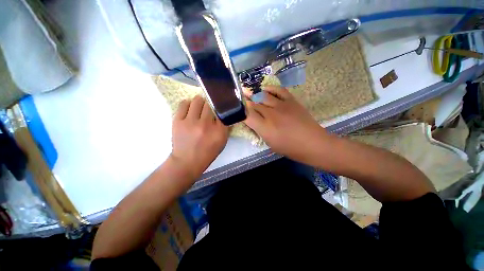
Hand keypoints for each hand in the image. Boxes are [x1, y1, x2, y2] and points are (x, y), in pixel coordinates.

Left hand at [170, 95, 228, 178]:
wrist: (187, 161)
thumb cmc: (208, 152)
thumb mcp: (222, 142)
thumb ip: (226, 127)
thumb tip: (226, 114)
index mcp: (219, 130)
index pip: (222, 111)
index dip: (221, 107)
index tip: (220, 107)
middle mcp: (206, 124)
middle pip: (210, 104)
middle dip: (210, 105)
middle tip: (209, 108)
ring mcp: (191, 122)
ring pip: (197, 101)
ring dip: (200, 101)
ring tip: (199, 105)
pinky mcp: (178, 121)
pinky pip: (184, 104)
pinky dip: (188, 103)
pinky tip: (190, 107)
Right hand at [244, 86, 330, 163]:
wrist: (312, 143)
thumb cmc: (290, 148)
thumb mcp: (270, 143)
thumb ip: (260, 130)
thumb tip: (253, 120)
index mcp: (265, 128)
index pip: (247, 115)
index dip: (240, 110)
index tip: (236, 108)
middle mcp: (271, 115)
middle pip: (254, 104)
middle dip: (245, 100)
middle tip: (238, 95)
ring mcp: (282, 106)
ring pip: (263, 96)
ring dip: (254, 93)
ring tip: (248, 90)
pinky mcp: (291, 101)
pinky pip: (279, 90)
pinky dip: (270, 88)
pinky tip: (265, 88)